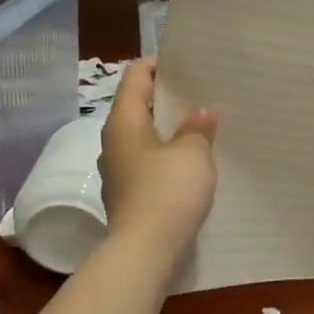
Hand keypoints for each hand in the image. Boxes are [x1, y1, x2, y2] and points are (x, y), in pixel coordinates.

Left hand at [99, 58, 218, 249]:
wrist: (146, 250)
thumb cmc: (168, 191)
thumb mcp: (193, 153)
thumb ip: (197, 128)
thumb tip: (201, 113)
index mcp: (123, 122)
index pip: (135, 77)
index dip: (157, 65)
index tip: (185, 63)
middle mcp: (113, 142)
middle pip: (138, 107)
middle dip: (167, 99)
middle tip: (200, 94)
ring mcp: (118, 171)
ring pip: (143, 138)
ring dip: (168, 131)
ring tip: (200, 128)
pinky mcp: (128, 195)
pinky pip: (147, 164)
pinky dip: (166, 157)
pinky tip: (190, 164)